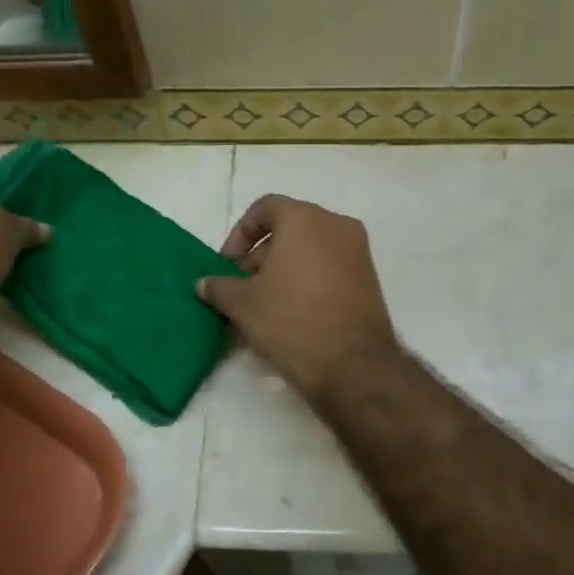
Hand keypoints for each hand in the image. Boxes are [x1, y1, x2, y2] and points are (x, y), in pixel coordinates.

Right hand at [199, 195, 396, 404]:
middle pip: (288, 229)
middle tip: (241, 290)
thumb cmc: (292, 322)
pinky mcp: (369, 279)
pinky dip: (307, 281)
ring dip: (282, 271)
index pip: (264, 208)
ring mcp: (358, 252)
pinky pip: (329, 268)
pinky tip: (291, 315)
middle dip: (259, 257)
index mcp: (305, 218)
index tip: (227, 267)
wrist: (353, 366)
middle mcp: (336, 225)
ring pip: (309, 250)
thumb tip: (204, 283)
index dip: (239, 235)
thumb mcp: (243, 304)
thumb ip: (218, 287)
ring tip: (263, 306)